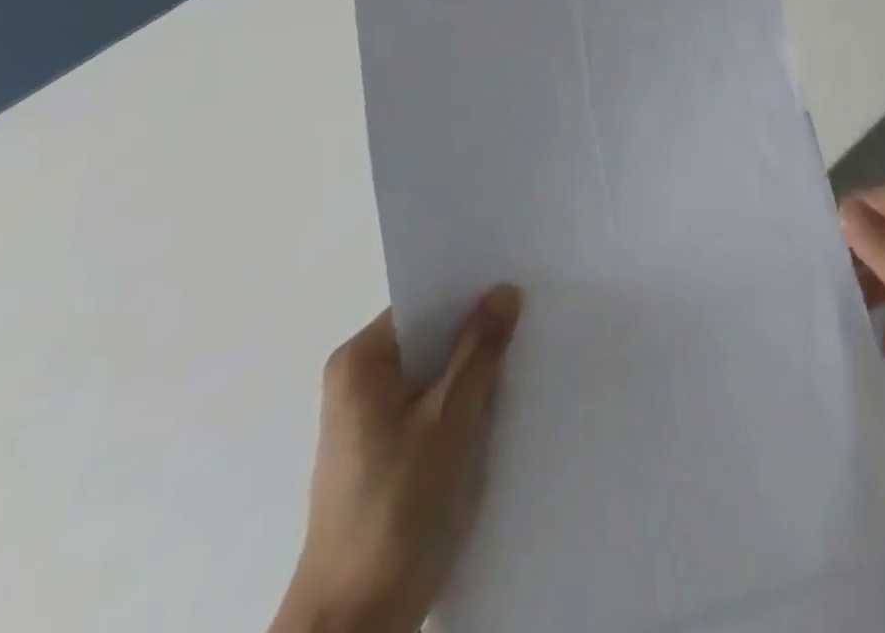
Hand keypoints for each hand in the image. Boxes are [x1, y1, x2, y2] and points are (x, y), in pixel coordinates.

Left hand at [273, 287, 522, 632]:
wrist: (356, 625)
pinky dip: (459, 408)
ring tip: (521, 362)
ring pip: (432, 376)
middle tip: (529, 321)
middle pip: (429, 338)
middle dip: (475, 335)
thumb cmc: (399, 509)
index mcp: (360, 362)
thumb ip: (480, 350)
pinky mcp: (380, 456)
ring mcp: (366, 423)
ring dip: (470, 375)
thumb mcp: (453, 419)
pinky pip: (428, 408)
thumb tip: (504, 290)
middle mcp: (356, 382)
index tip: (516, 286)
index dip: (469, 294)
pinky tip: (496, 413)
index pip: (423, 303)